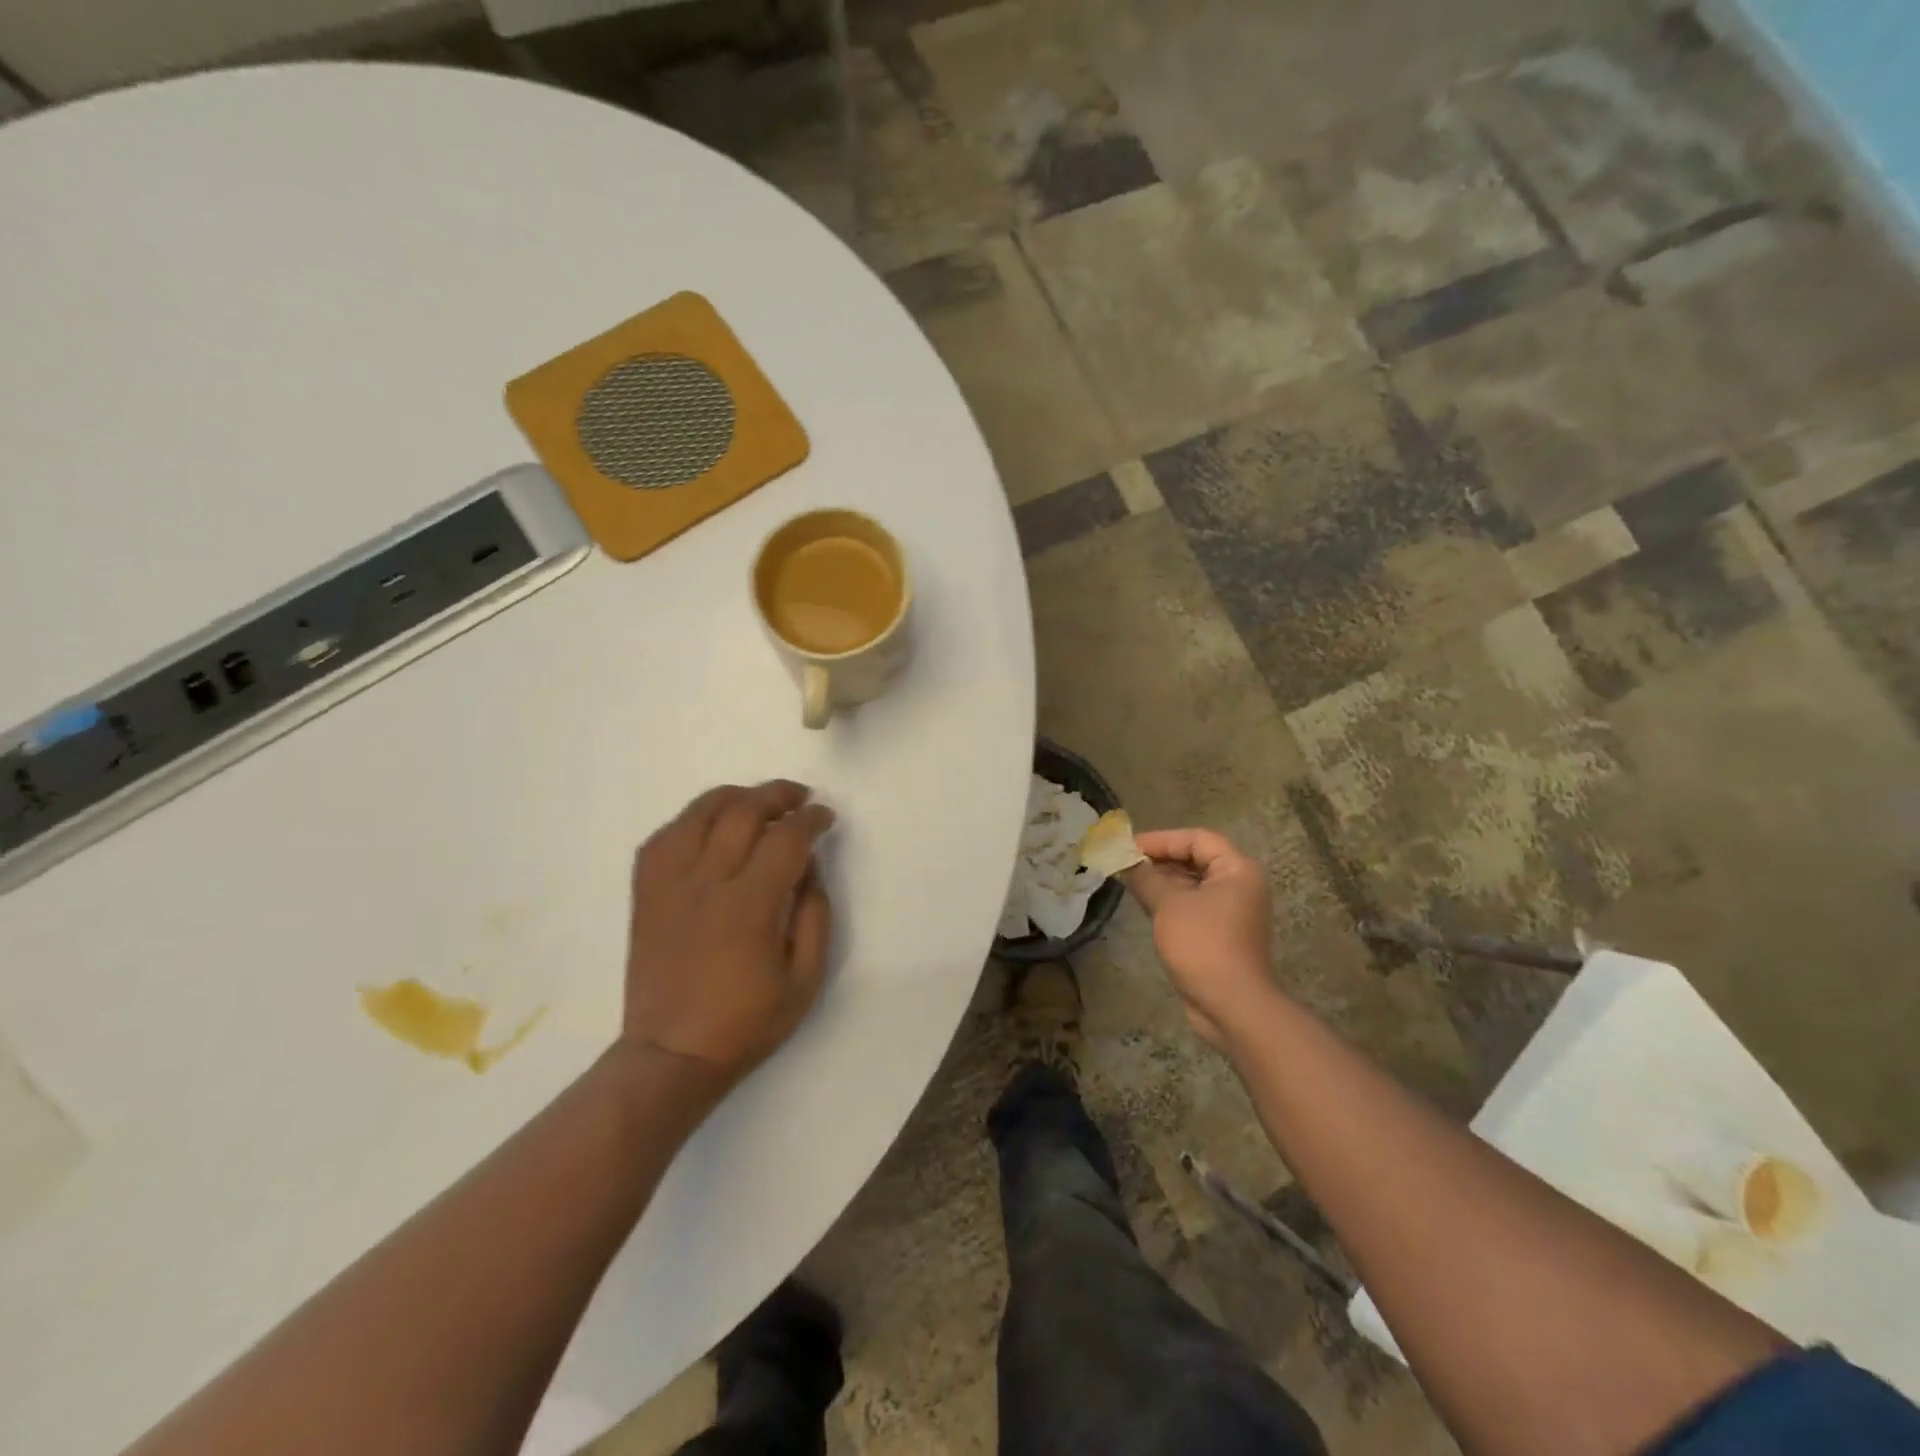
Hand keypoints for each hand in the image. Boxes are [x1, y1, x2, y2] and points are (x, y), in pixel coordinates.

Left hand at [622, 781, 834, 1093]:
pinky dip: (689, 821)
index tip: (825, 816)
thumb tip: (810, 868)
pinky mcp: (646, 894)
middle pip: (742, 812)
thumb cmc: (746, 1022)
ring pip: (698, 813)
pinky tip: (708, 826)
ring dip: (733, 796)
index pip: (786, 839)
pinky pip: (662, 838)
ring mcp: (669, 885)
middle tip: (799, 798)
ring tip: (756, 801)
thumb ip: (815, 916)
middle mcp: (706, 883)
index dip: (811, 819)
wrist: (672, 1055)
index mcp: (750, 906)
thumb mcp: (805, 979)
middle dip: (777, 795)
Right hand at [1122, 828, 1274, 1046]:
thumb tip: (1125, 862)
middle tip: (1125, 862)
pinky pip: (1192, 906)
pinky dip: (1169, 901)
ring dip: (1161, 880)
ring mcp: (1231, 911)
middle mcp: (1239, 885)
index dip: (1162, 839)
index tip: (1129, 847)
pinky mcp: (1220, 933)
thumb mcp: (1169, 905)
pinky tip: (1143, 902)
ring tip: (1128, 880)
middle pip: (1196, 859)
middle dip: (1159, 859)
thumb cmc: (1203, 945)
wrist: (1232, 1006)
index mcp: (1237, 870)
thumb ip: (1145, 878)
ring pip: (1192, 884)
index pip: (1197, 839)